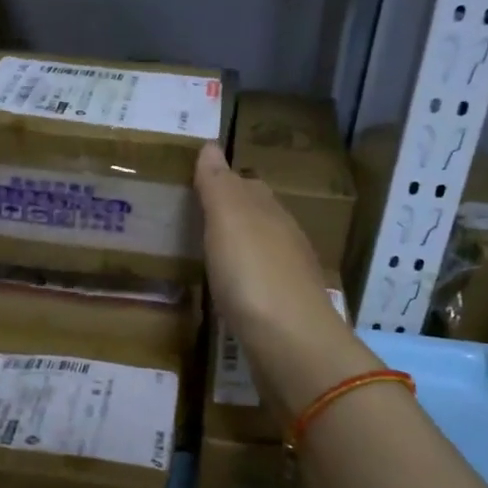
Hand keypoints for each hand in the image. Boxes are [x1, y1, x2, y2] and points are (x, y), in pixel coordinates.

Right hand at [195, 142, 378, 418]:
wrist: (289, 342)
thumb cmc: (253, 273)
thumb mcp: (229, 219)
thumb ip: (219, 184)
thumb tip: (211, 145)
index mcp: (271, 213)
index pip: (249, 186)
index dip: (226, 181)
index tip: (199, 181)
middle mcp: (285, 240)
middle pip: (259, 217)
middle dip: (235, 213)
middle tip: (198, 215)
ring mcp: (288, 277)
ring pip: (262, 251)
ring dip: (240, 248)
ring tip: (209, 250)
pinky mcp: (283, 312)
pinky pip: (260, 284)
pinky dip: (244, 279)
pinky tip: (230, 289)